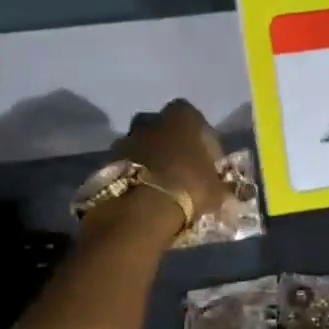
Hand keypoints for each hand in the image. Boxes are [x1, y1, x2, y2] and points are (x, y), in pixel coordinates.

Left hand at [115, 100, 226, 222]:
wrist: (139, 211)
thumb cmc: (188, 188)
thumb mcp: (217, 189)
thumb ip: (219, 183)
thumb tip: (222, 189)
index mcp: (182, 117)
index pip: (194, 118)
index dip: (202, 138)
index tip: (206, 159)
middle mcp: (151, 120)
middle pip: (164, 128)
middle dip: (171, 145)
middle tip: (182, 169)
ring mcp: (125, 140)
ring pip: (142, 146)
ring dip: (151, 161)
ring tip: (161, 186)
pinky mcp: (106, 162)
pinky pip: (126, 165)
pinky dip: (134, 176)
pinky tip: (144, 195)